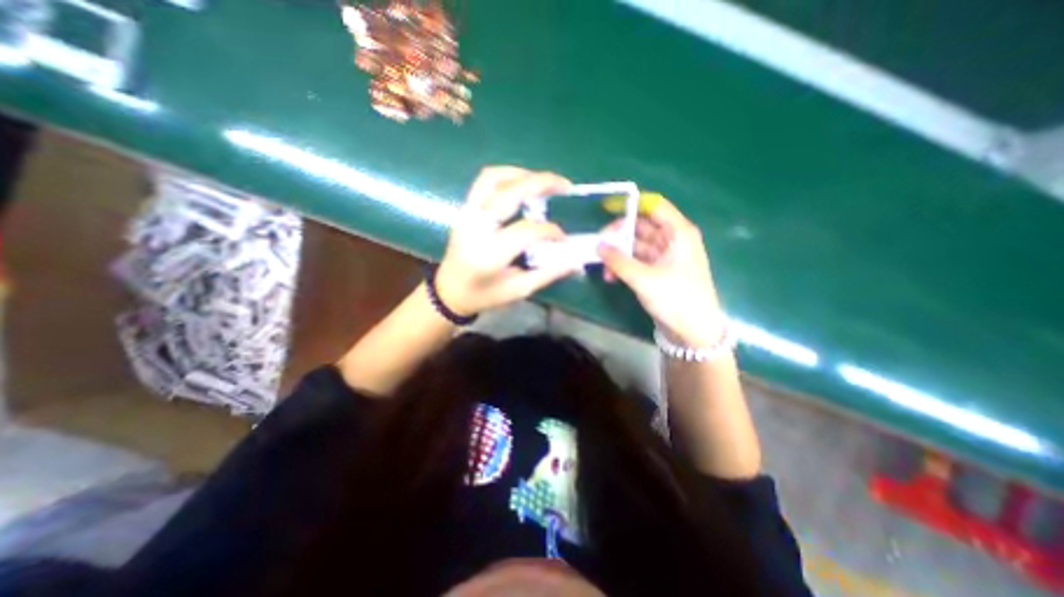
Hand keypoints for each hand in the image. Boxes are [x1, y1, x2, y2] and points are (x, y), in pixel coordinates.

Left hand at [434, 165, 578, 315]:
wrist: (450, 291)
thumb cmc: (484, 295)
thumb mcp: (518, 290)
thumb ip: (548, 273)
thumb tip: (575, 261)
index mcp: (490, 254)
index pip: (527, 231)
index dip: (551, 231)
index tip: (563, 239)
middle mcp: (476, 228)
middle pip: (509, 193)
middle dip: (541, 183)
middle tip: (565, 186)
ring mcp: (467, 215)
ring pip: (493, 179)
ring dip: (522, 174)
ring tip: (544, 181)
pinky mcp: (465, 209)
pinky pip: (484, 181)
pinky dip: (506, 175)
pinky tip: (522, 182)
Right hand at [595, 196, 728, 343]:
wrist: (694, 332)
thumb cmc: (676, 299)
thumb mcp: (645, 279)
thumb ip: (619, 261)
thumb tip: (598, 245)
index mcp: (678, 233)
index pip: (654, 206)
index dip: (632, 204)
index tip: (607, 208)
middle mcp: (672, 240)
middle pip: (642, 226)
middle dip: (619, 234)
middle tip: (599, 244)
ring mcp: (664, 257)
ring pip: (636, 245)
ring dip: (619, 254)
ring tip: (602, 266)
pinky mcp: (658, 272)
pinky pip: (637, 261)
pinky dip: (623, 266)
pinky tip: (611, 276)